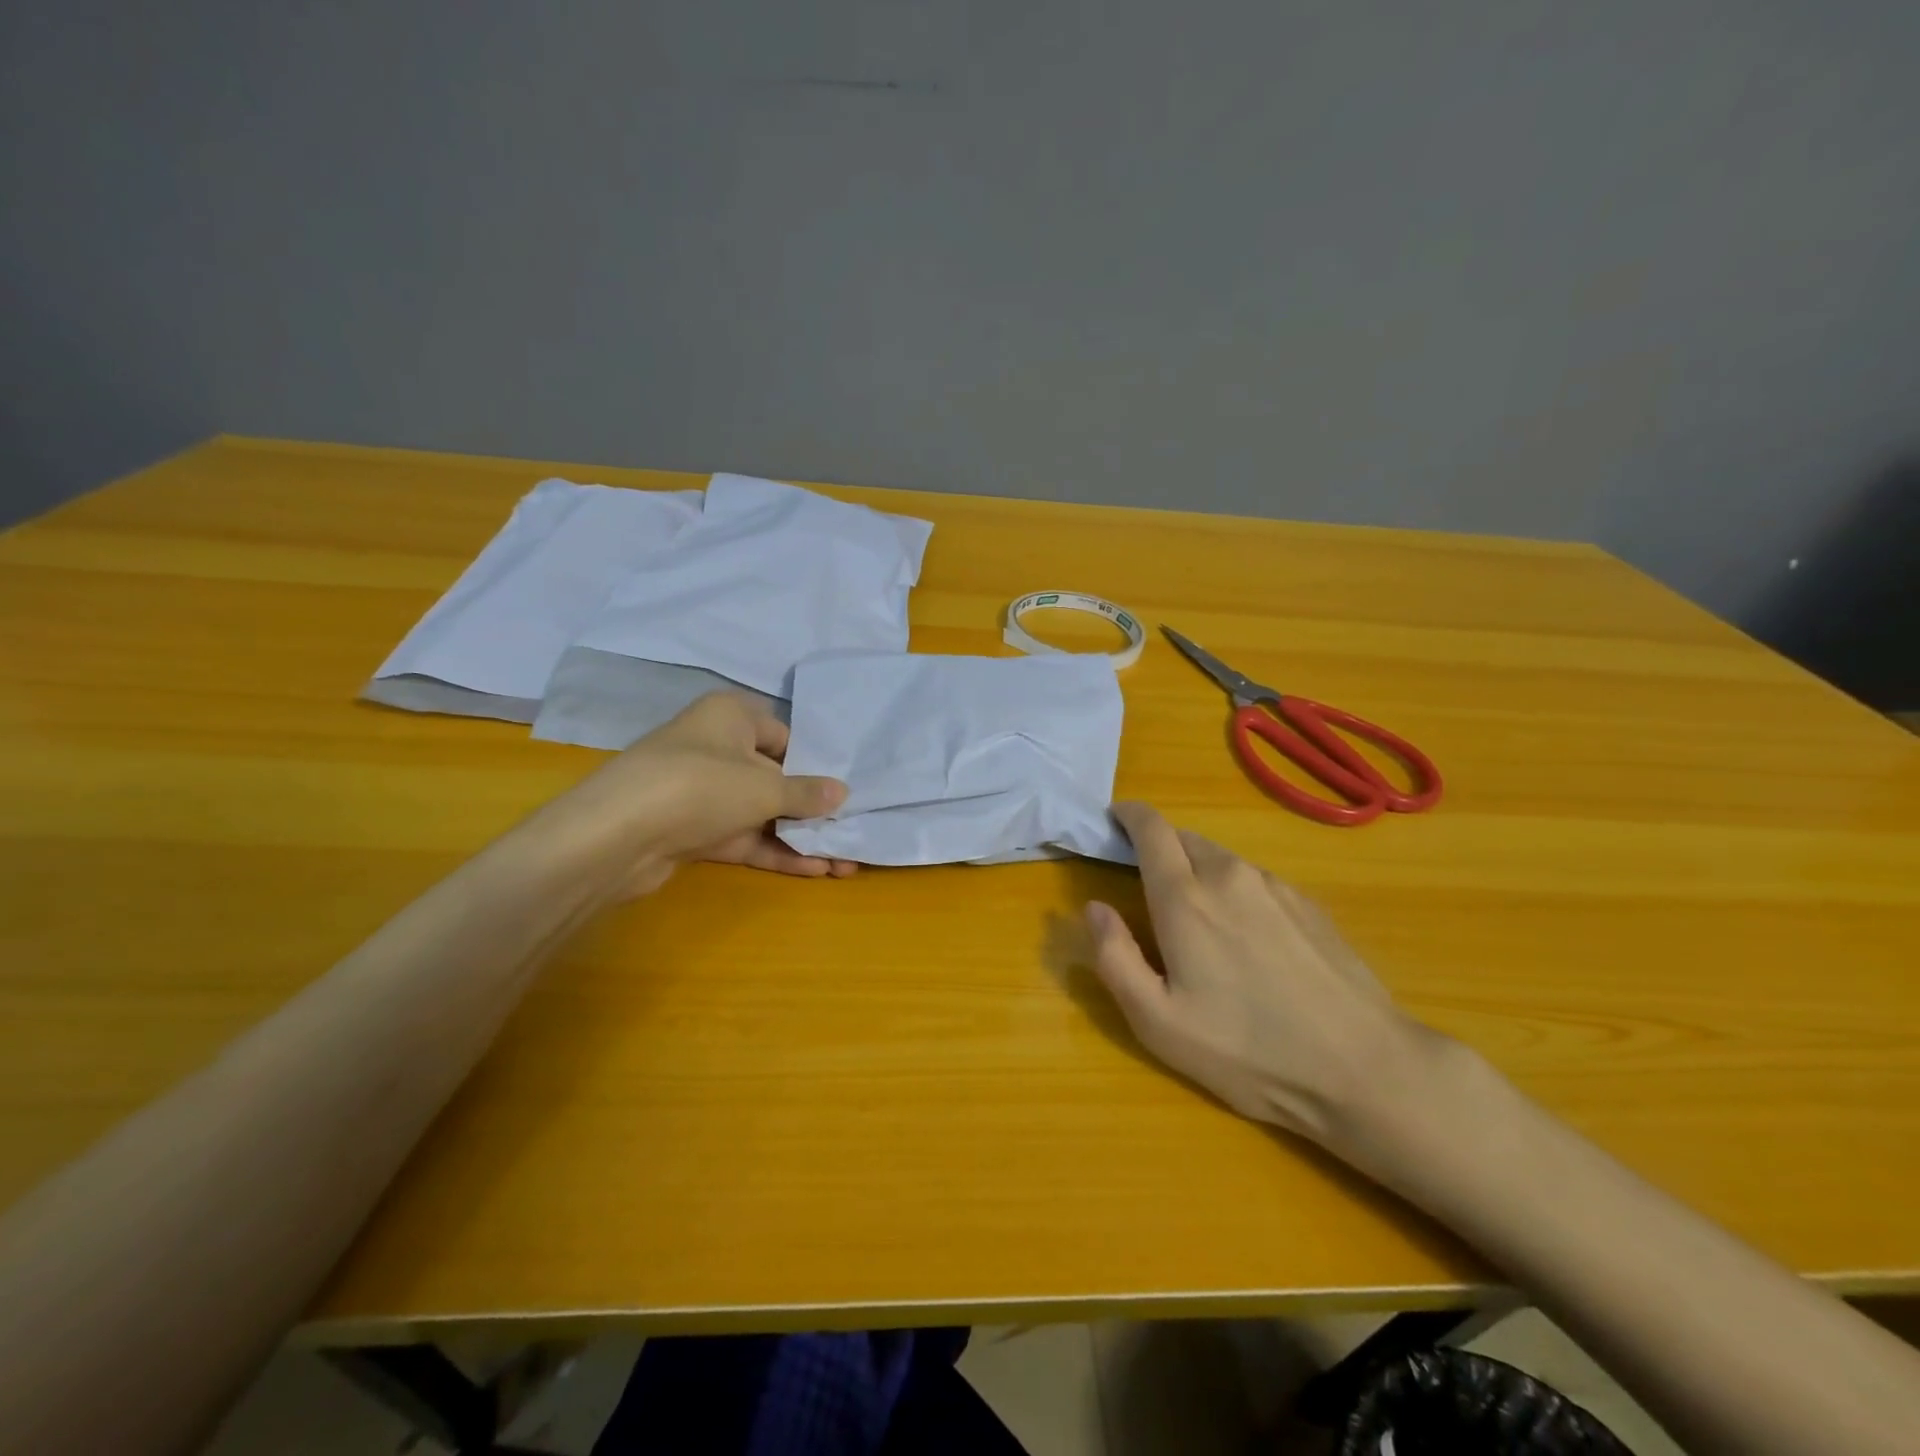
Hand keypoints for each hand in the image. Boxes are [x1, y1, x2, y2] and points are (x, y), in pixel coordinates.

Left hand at [536, 693, 856, 896]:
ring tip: (844, 861)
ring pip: (761, 813)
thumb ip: (807, 793)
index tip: (846, 790)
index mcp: (731, 717)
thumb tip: (842, 792)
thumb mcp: (764, 787)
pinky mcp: (693, 831)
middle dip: (813, 809)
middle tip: (851, 831)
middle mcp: (717, 748)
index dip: (816, 764)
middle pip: (775, 778)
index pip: (785, 736)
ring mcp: (702, 793)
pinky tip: (814, 871)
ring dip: (799, 837)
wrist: (616, 836)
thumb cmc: (701, 786)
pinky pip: (743, 837)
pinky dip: (775, 852)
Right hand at [1086, 801, 1443, 1149]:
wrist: (1363, 1068)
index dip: (1128, 815)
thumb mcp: (1158, 1022)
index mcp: (1184, 898)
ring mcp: (1275, 886)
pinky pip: (1255, 881)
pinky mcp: (1308, 904)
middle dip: (1159, 848)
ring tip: (1201, 924)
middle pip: (1184, 838)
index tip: (1113, 820)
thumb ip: (1114, 957)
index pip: (1150, 828)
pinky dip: (1235, 891)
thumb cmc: (1248, 1051)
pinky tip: (1249, 942)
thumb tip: (1094, 908)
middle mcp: (1228, 876)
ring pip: (1221, 859)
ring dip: (1198, 872)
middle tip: (1149, 889)